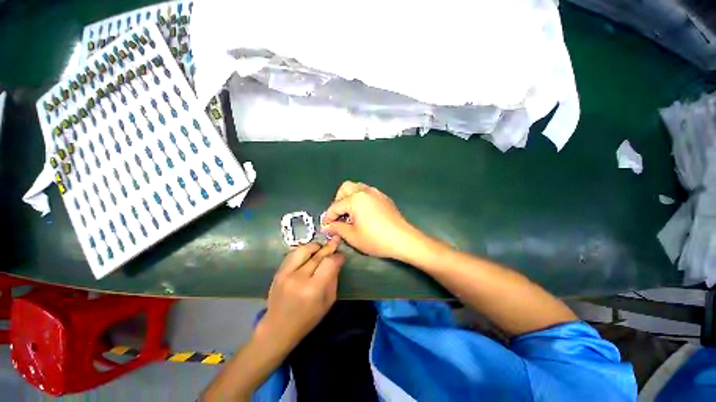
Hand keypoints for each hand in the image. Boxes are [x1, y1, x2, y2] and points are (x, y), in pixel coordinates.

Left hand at [256, 237, 343, 351]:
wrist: (278, 328)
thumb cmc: (308, 318)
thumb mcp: (328, 302)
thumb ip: (333, 279)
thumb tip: (337, 260)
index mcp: (313, 289)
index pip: (329, 263)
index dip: (337, 256)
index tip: (341, 256)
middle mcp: (299, 278)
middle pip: (318, 255)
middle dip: (329, 247)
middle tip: (336, 242)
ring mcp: (286, 274)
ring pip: (304, 250)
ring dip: (315, 246)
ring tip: (321, 247)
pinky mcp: (278, 272)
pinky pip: (293, 254)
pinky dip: (303, 251)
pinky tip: (309, 253)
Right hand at [321, 181, 423, 260]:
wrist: (403, 239)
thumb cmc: (376, 239)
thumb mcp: (353, 236)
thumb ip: (337, 228)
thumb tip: (326, 227)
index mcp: (355, 199)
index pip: (335, 206)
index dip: (328, 217)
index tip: (325, 227)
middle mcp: (365, 191)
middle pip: (345, 188)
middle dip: (338, 201)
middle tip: (339, 216)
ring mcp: (376, 193)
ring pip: (357, 188)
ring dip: (349, 199)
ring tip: (350, 215)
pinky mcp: (383, 197)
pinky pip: (367, 193)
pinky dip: (360, 199)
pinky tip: (363, 214)